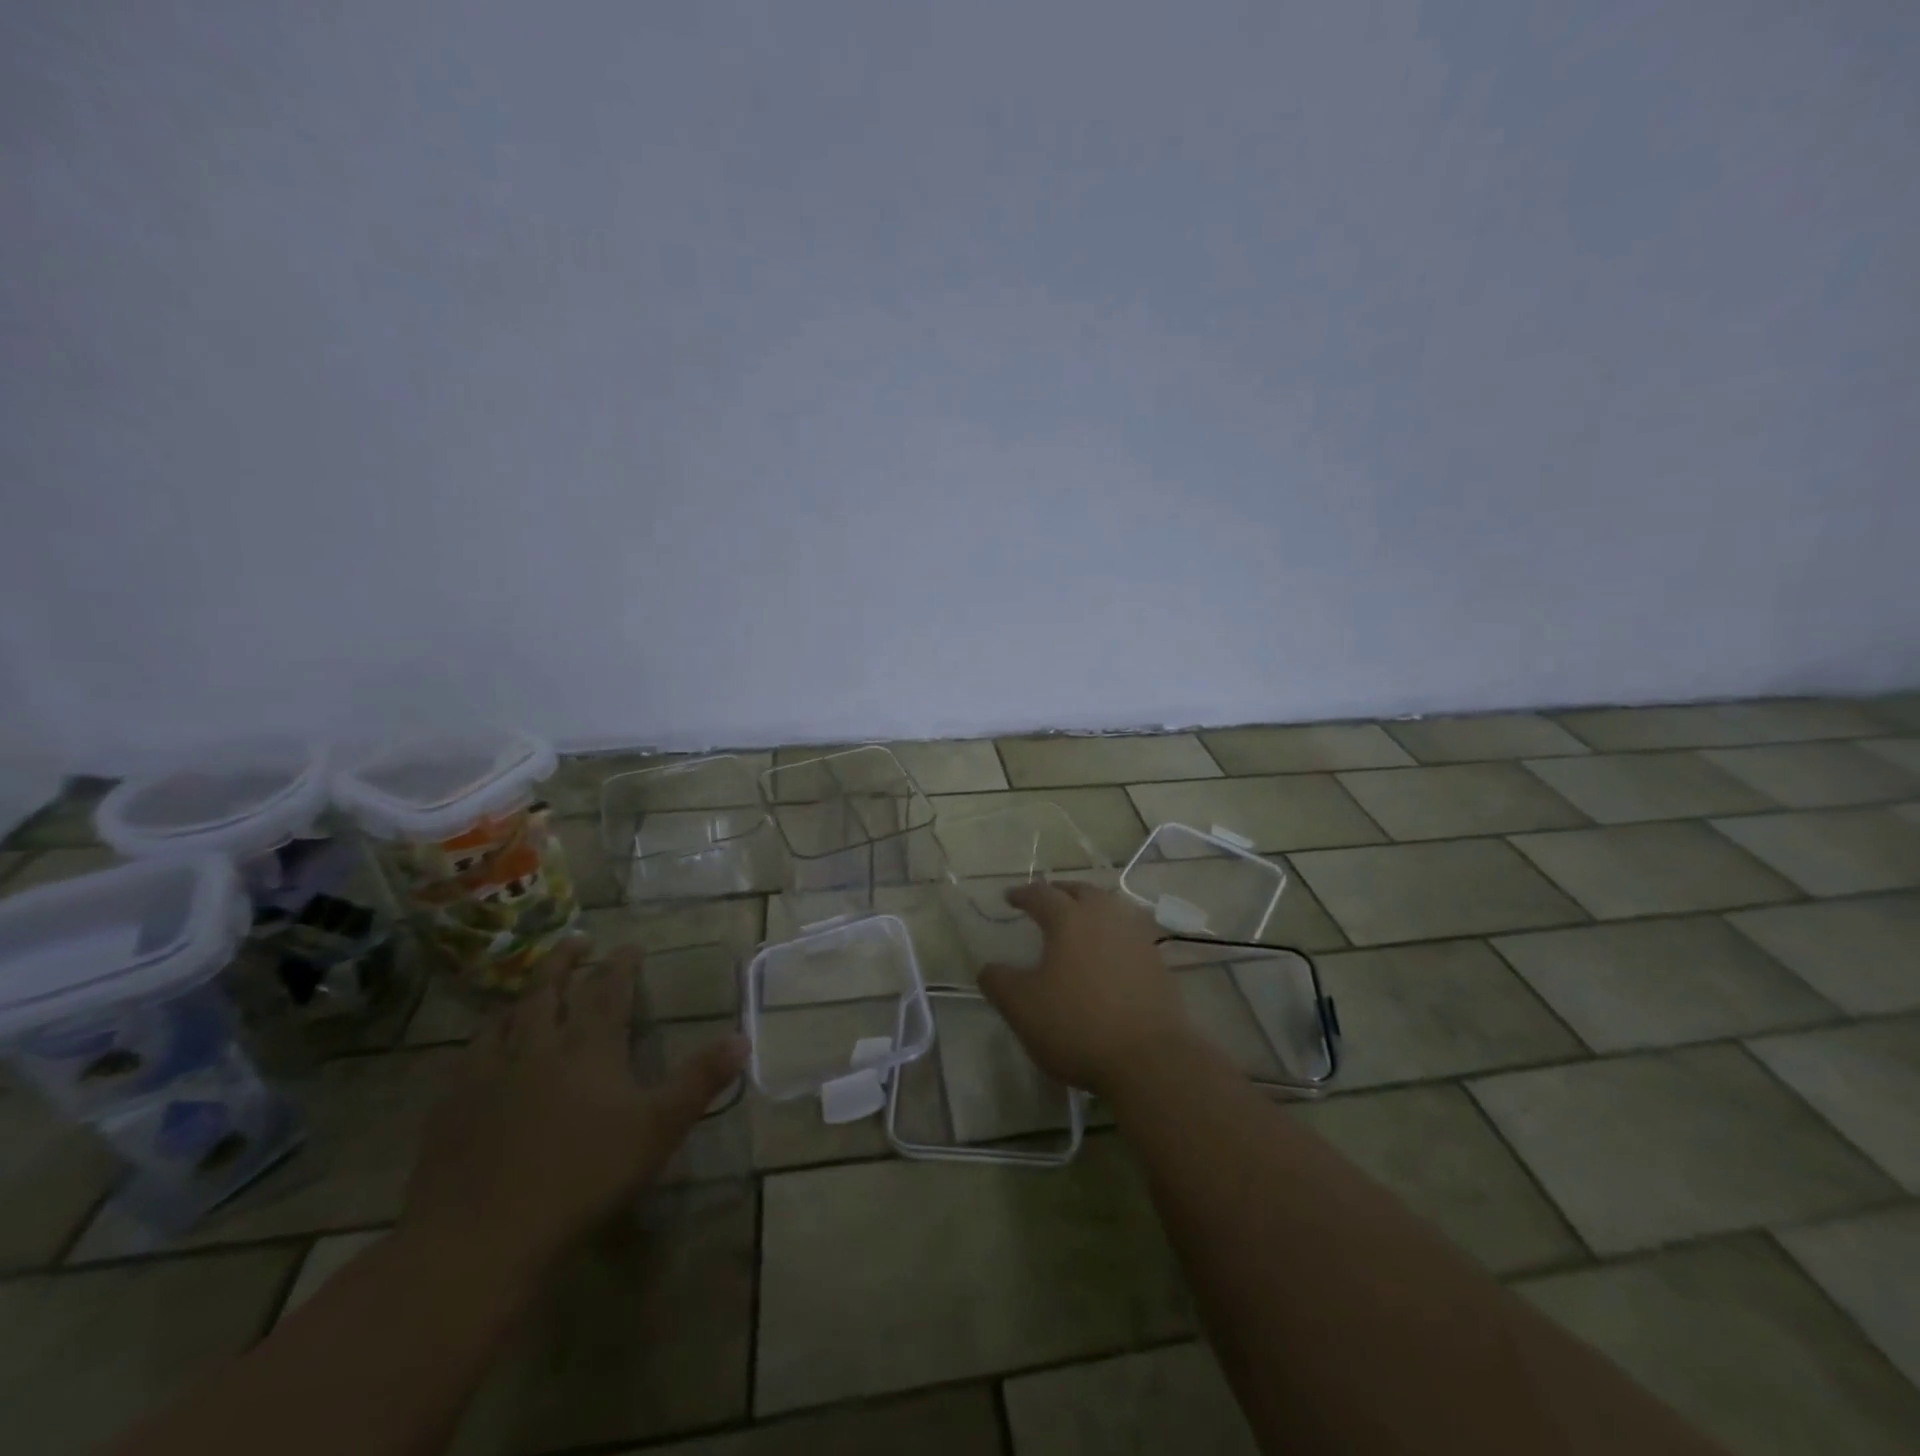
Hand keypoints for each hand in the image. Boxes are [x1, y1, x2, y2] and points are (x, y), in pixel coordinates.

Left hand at [401, 939, 745, 1279]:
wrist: (481, 1236)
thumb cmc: (583, 1176)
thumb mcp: (658, 1128)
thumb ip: (700, 1080)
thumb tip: (743, 1038)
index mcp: (588, 1047)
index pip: (608, 990)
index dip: (621, 964)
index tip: (631, 946)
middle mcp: (538, 1047)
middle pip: (549, 989)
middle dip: (565, 960)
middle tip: (576, 938)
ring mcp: (490, 1075)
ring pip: (506, 1017)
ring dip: (524, 995)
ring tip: (533, 986)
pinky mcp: (452, 1107)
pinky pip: (468, 1056)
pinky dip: (484, 1038)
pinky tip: (483, 1048)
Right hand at [978, 881, 1192, 1098]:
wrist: (1149, 1058)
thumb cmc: (1077, 1025)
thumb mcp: (1021, 1007)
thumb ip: (998, 982)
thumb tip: (988, 967)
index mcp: (1068, 918)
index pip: (1040, 894)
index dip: (1022, 894)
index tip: (1009, 898)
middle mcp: (1104, 916)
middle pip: (1080, 891)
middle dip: (1060, 892)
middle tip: (1047, 901)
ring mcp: (1136, 937)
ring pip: (1109, 908)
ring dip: (1090, 907)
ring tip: (1078, 921)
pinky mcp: (1157, 961)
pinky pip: (1128, 933)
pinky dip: (1112, 933)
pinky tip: (1107, 952)